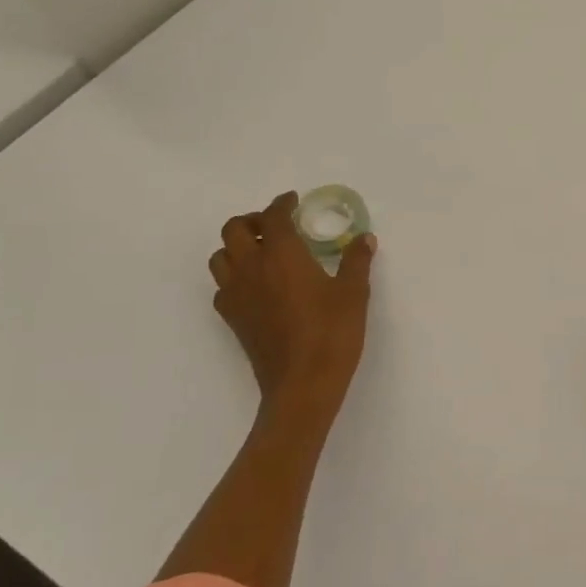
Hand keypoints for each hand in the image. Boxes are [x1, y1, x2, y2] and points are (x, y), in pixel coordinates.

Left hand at [209, 191, 376, 434]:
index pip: (273, 217)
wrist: (302, 385)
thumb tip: (364, 239)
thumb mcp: (353, 293)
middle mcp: (252, 268)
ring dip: (238, 246)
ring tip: (263, 252)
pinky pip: (222, 285)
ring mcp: (237, 295)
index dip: (281, 204)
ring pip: (221, 256)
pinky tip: (257, 286)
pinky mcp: (233, 319)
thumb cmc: (331, 333)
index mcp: (282, 255)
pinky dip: (234, 275)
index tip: (293, 201)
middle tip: (276, 225)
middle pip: (235, 229)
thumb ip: (356, 261)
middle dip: (253, 220)